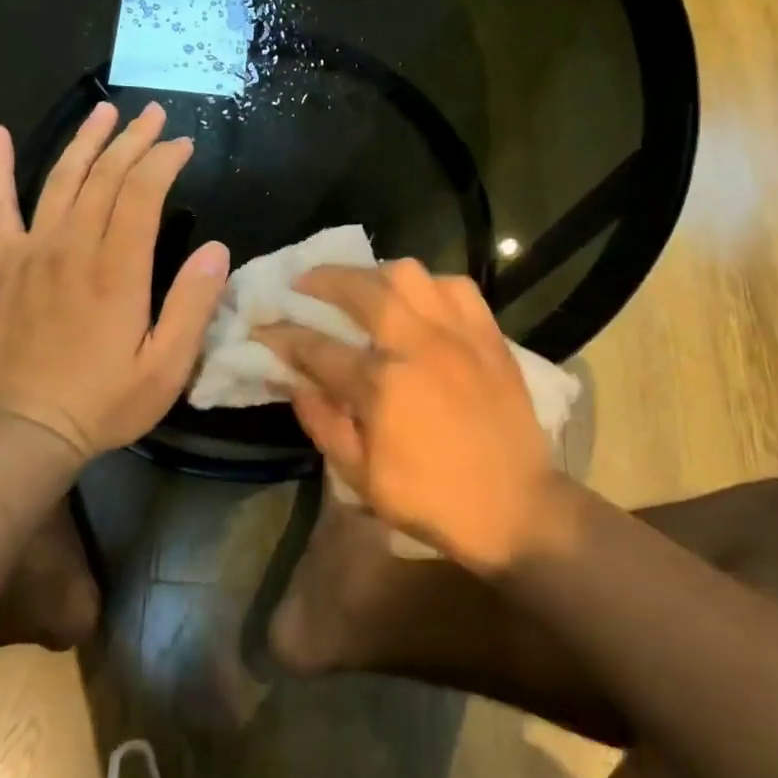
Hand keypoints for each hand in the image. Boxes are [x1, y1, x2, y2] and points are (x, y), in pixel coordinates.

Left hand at [0, 101, 229, 458]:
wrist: (26, 429)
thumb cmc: (105, 401)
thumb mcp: (166, 367)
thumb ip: (192, 305)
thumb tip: (218, 250)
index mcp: (117, 271)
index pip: (142, 194)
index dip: (163, 162)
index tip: (183, 144)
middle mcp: (73, 248)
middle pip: (104, 177)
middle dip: (133, 140)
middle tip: (154, 114)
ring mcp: (33, 252)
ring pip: (60, 179)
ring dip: (85, 141)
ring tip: (105, 111)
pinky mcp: (4, 265)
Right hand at [256, 260, 554, 571]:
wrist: (514, 506)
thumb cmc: (430, 498)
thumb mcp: (360, 476)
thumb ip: (322, 422)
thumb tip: (294, 382)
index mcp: (380, 385)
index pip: (316, 347)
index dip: (282, 335)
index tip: (263, 327)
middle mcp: (416, 345)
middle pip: (360, 289)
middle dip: (322, 279)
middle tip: (304, 283)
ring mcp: (457, 333)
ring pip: (410, 274)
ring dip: (376, 272)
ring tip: (362, 284)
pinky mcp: (488, 334)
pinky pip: (457, 286)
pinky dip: (431, 284)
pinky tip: (419, 298)